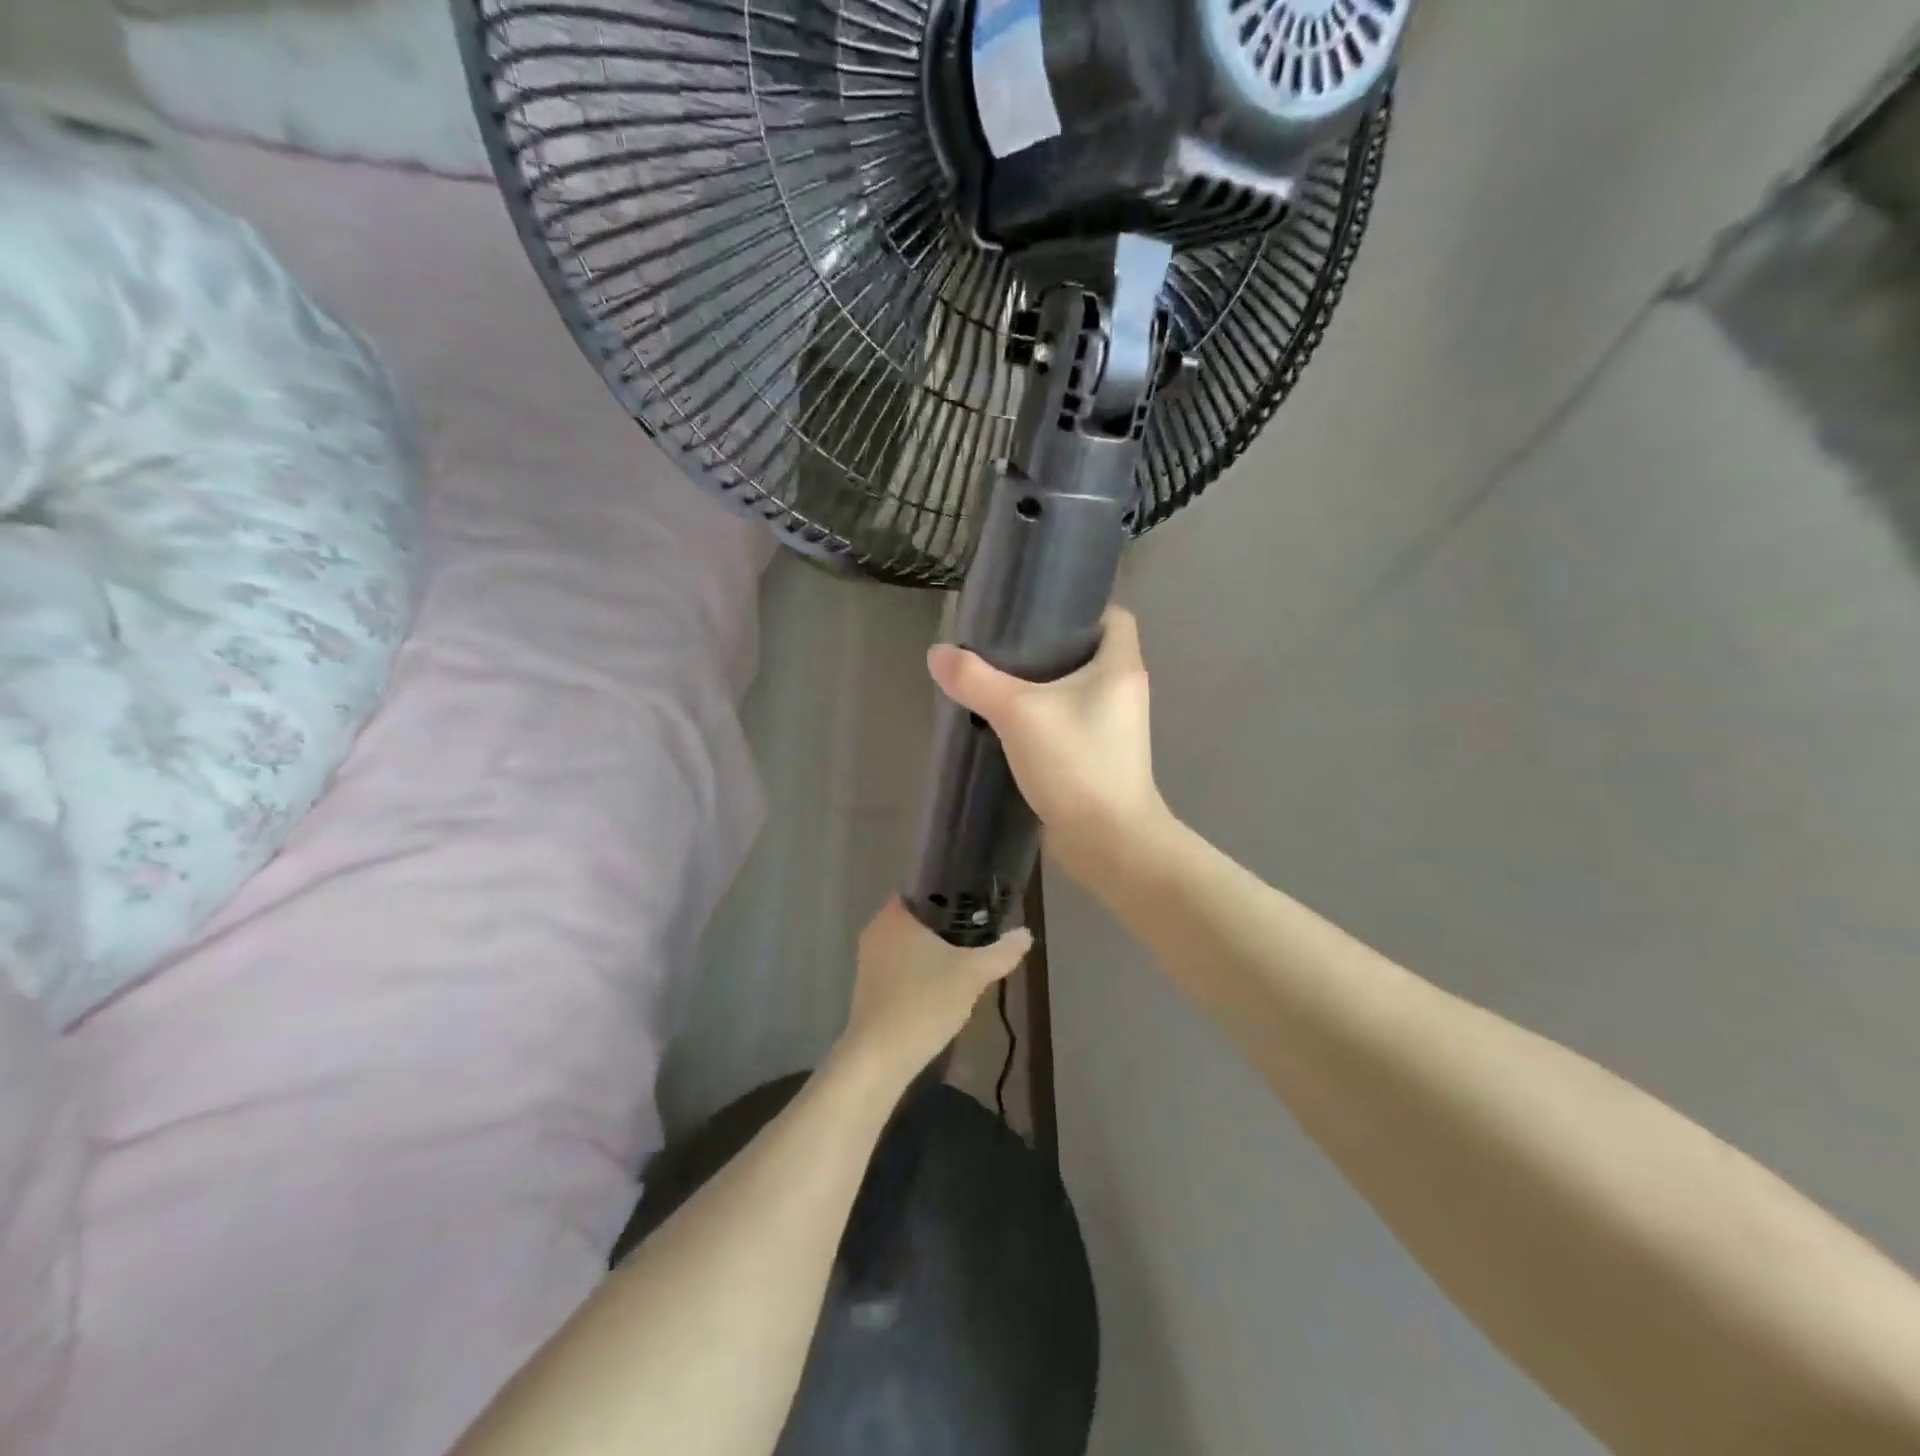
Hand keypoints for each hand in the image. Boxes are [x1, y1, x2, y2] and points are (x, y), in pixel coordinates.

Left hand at [836, 899, 1030, 1085]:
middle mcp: (876, 930)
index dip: (952, 894)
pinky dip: (920, 972)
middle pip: (919, 918)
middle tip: (979, 935)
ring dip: (934, 951)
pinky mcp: (868, 986)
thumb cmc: (924, 1002)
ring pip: (909, 944)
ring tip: (965, 962)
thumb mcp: (972, 974)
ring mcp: (868, 960)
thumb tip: (1025, 934)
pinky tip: (941, 989)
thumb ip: (1001, 952)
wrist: (879, 1057)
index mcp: (895, 915)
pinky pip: (900, 966)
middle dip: (948, 927)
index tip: (977, 906)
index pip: (925, 889)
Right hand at [928, 605, 1169, 882]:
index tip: (1037, 609)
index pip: (1113, 616)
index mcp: (1120, 666)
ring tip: (996, 680)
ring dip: (1042, 687)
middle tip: (1002, 644)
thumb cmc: (1076, 763)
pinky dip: (1042, 721)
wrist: (1109, 842)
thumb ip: (976, 680)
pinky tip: (1006, 725)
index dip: (1080, 606)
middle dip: (1048, 647)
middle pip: (1088, 653)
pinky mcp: (1098, 759)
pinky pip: (1068, 725)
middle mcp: (1123, 692)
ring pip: (1075, 692)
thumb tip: (938, 653)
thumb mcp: (1019, 713)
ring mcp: (1113, 729)